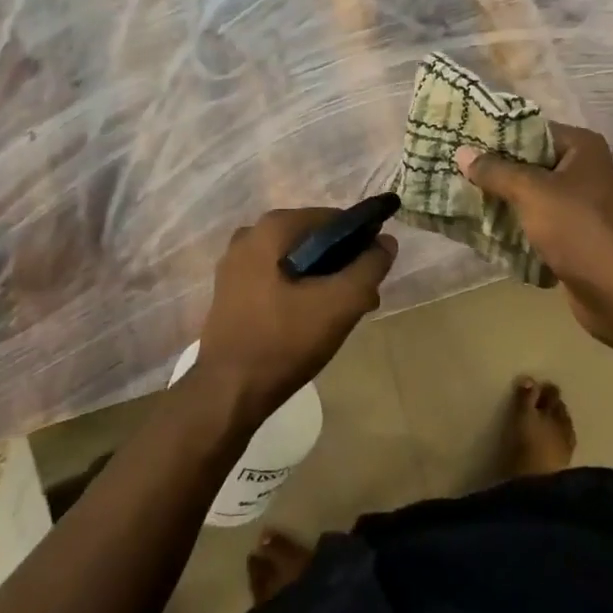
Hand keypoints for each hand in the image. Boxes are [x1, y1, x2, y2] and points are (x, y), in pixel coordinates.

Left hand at [194, 208, 394, 422]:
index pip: (332, 219)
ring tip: (341, 314)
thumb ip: (369, 267)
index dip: (360, 241)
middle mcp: (250, 235)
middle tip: (362, 298)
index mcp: (272, 227)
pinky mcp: (230, 291)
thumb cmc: (284, 341)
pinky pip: (276, 279)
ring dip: (322, 281)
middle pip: (313, 240)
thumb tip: (386, 241)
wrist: (226, 393)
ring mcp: (235, 264)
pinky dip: (298, 291)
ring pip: (295, 261)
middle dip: (341, 264)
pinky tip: (310, 322)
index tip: (373, 273)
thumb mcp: (340, 304)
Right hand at [454, 124, 612, 343]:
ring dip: (500, 198)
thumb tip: (462, 152)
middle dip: (494, 169)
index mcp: (581, 147)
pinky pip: (535, 219)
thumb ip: (495, 170)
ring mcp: (579, 203)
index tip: (462, 140)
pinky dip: (513, 223)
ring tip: (460, 195)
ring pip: (529, 193)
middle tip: (454, 168)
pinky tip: (481, 226)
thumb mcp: (530, 192)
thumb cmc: (576, 228)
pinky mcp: (572, 233)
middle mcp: (583, 169)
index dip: (496, 135)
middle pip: (528, 161)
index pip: (531, 129)